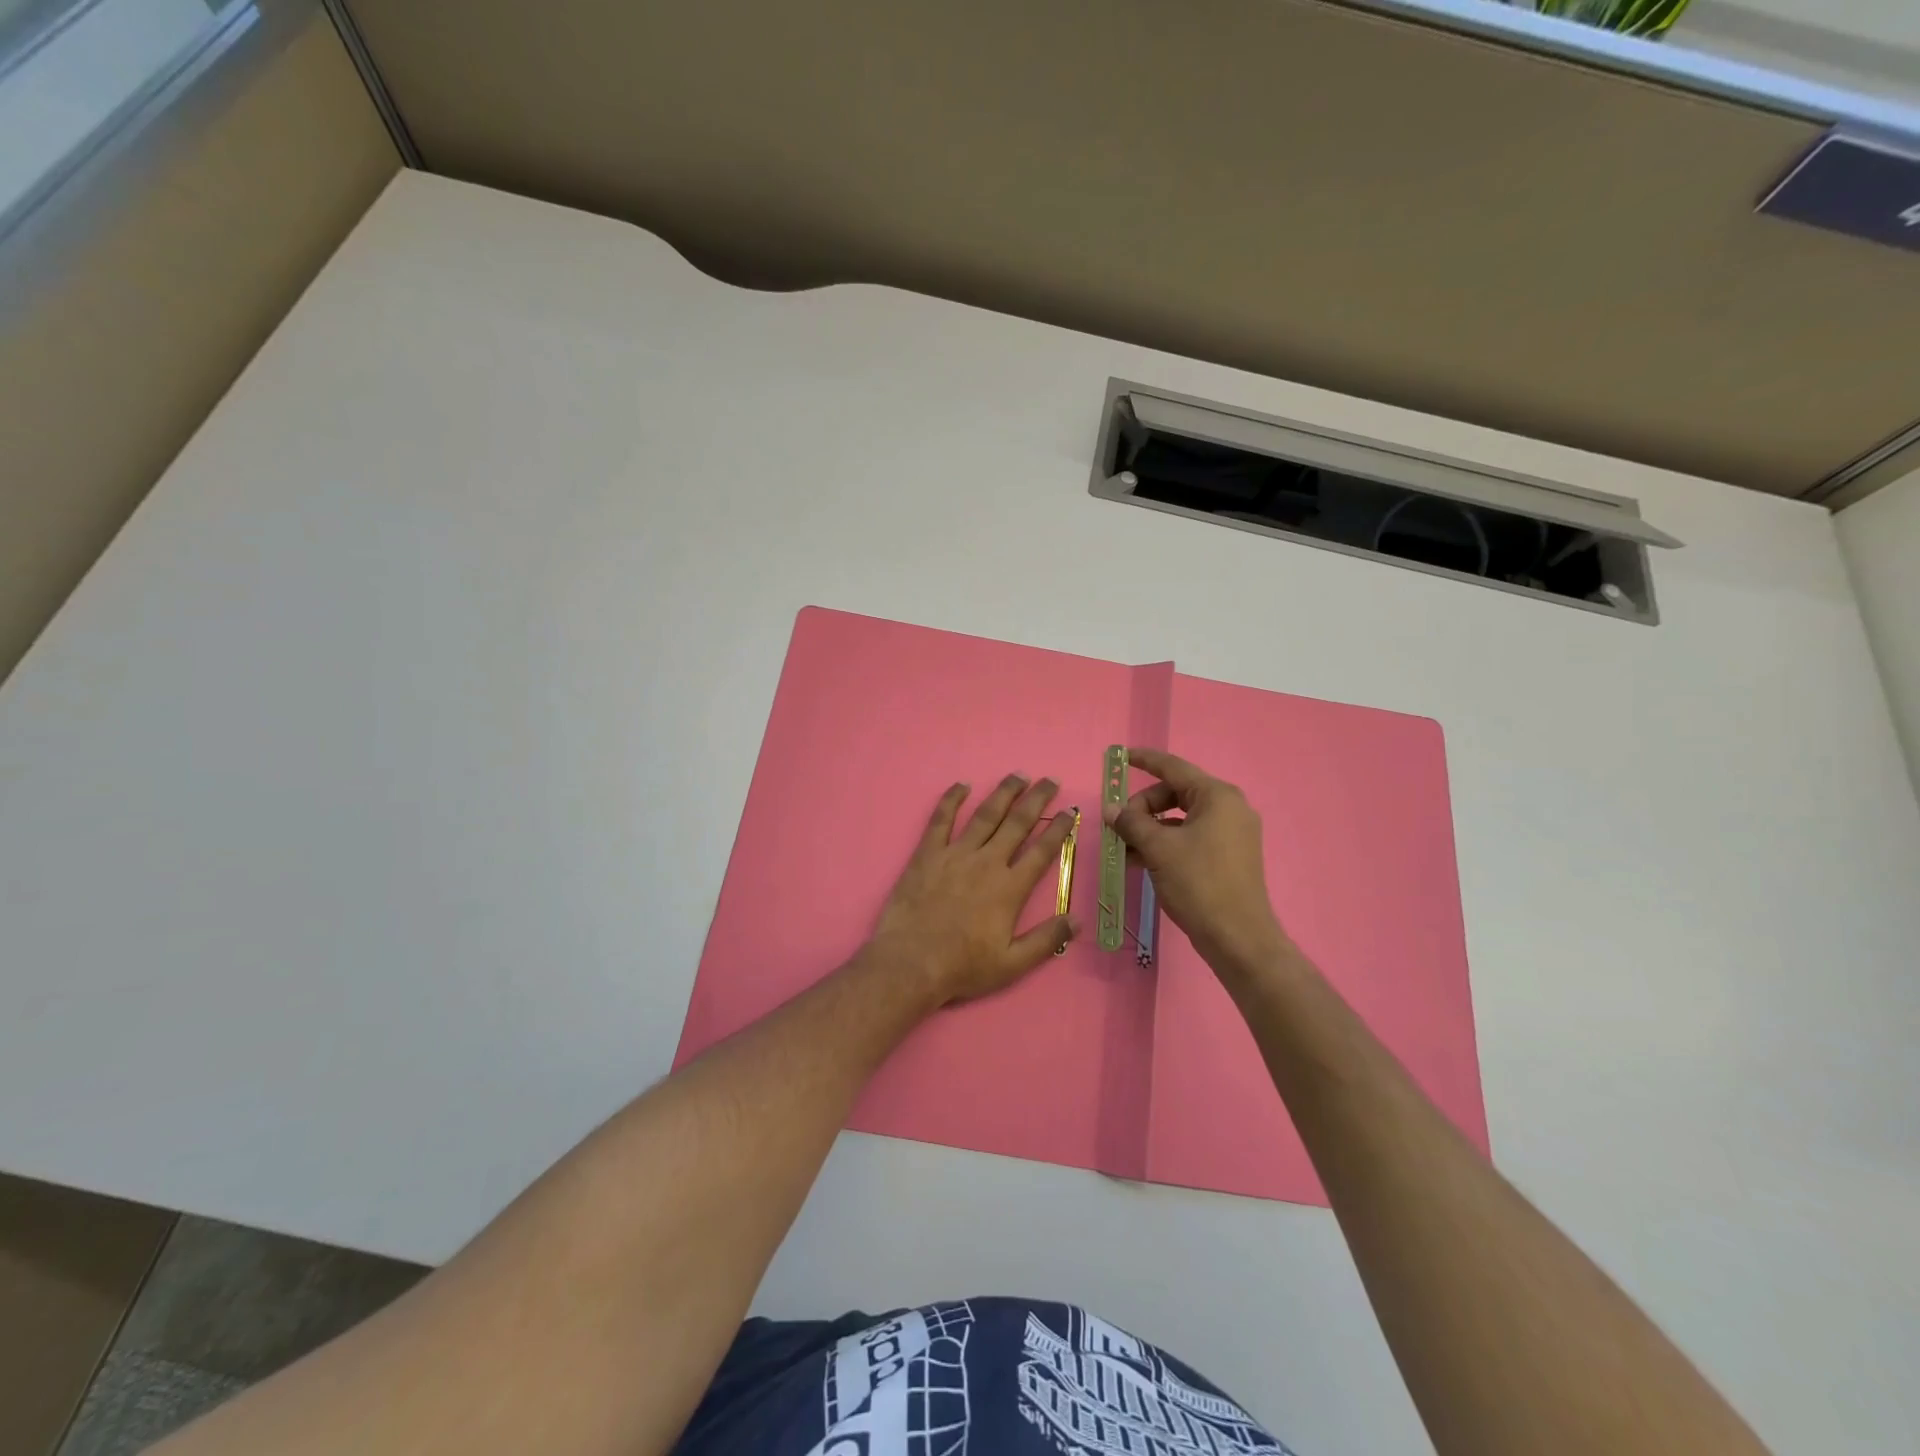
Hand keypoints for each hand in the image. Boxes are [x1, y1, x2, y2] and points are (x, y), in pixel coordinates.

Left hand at [869, 774, 1078, 1004]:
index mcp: (1010, 888)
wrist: (911, 962)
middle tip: (1050, 780)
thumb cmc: (963, 966)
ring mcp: (955, 854)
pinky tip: (962, 785)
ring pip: (985, 815)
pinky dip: (951, 799)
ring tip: (1018, 775)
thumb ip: (1046, 940)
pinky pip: (941, 819)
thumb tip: (1078, 920)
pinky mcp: (927, 853)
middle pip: (1017, 824)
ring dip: (1003, 793)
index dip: (1059, 829)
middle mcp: (987, 862)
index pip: (1042, 850)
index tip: (1070, 811)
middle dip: (1037, 800)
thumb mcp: (1013, 964)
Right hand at [1104, 748, 1288, 978]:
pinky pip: (1190, 837)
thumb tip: (1111, 809)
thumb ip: (1132, 823)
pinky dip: (1165, 843)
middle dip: (1143, 806)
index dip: (1145, 760)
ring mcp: (1231, 833)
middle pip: (1175, 793)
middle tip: (1118, 826)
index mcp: (1217, 796)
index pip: (1174, 768)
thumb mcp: (1158, 849)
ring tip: (1123, 847)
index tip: (1121, 755)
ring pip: (1180, 818)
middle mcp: (1229, 808)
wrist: (1238, 938)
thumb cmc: (1199, 884)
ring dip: (1150, 828)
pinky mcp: (1229, 856)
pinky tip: (1140, 861)